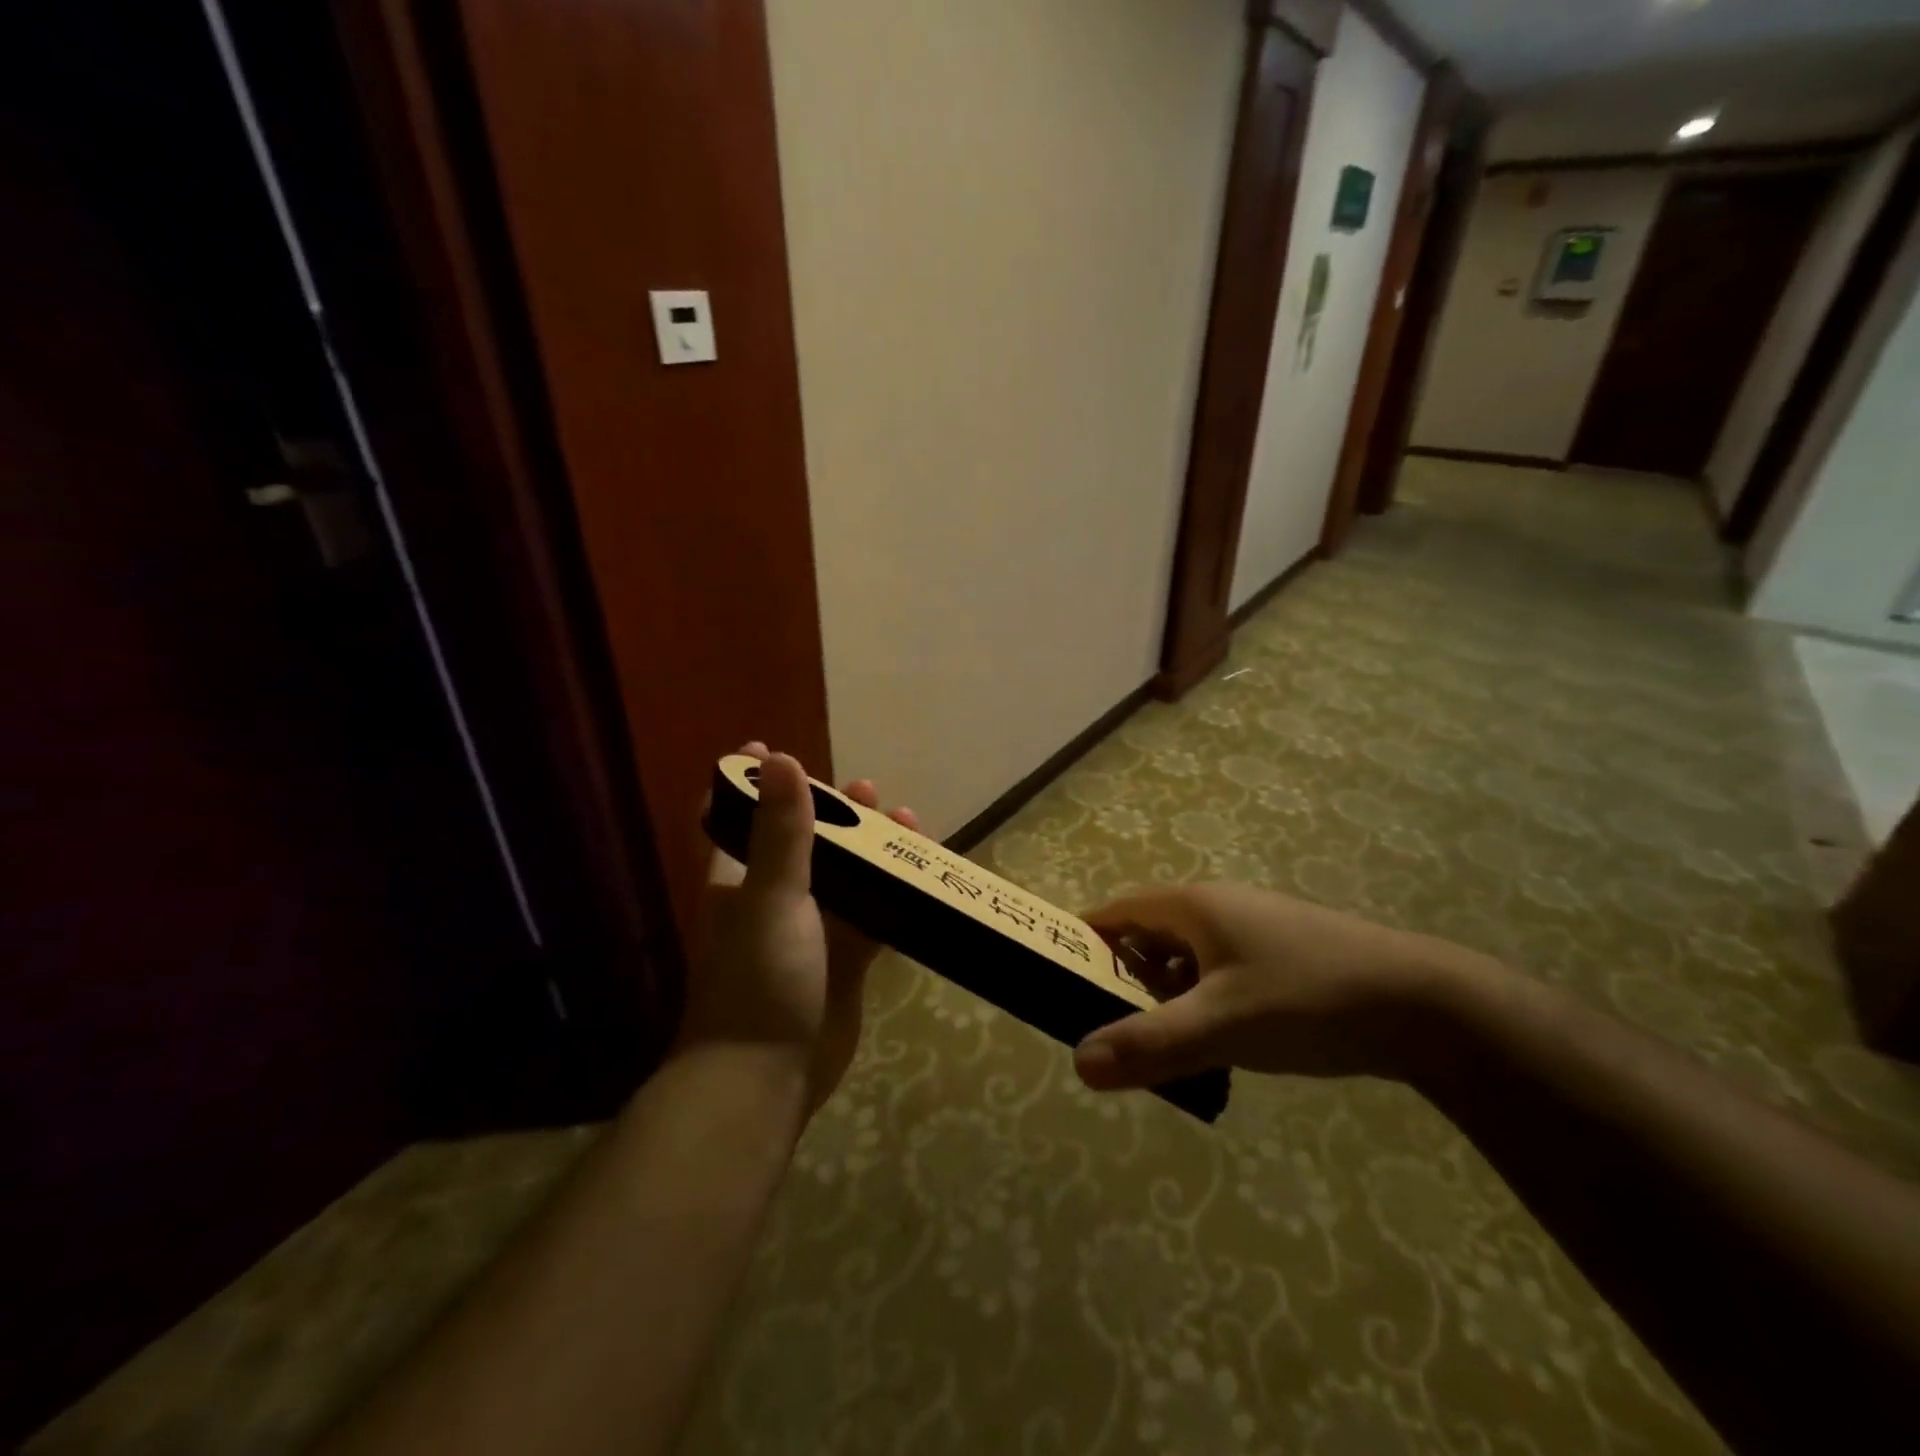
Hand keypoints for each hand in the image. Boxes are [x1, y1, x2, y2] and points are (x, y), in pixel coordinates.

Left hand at [678, 743, 918, 1115]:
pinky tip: (921, 876)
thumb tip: (779, 759)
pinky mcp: (845, 962)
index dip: (748, 783)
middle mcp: (773, 899)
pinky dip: (894, 896)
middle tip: (865, 791)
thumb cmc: (759, 978)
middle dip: (831, 812)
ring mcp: (812, 931)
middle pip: (803, 841)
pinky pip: (873, 918)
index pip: (734, 818)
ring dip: (872, 850)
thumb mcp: (771, 897)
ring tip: (906, 821)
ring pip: (846, 877)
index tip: (769, 749)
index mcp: (739, 880)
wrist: (767, 1077)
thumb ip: (781, 832)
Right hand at [1073, 882, 1502, 1090]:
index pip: (1118, 912)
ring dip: (1169, 998)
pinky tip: (1221, 1046)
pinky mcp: (1283, 955)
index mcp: (1193, 906)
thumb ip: (1149, 1045)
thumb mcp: (1221, 1026)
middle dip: (1127, 981)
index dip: (1086, 940)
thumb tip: (1078, 1063)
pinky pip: (1222, 974)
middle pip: (1150, 937)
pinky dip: (1205, 1004)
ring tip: (1166, 1049)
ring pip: (1188, 960)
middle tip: (1113, 1030)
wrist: (1423, 1004)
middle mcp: (1219, 907)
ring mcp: (1255, 929)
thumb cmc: (1306, 1000)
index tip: (1060, 976)